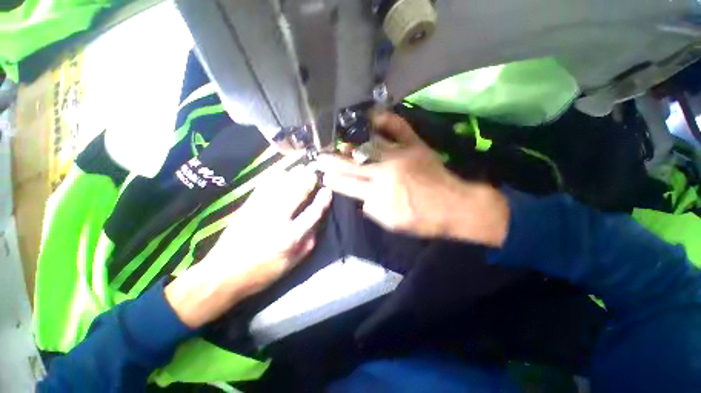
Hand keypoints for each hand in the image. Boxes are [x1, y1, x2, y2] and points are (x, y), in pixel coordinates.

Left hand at [165, 167, 331, 327]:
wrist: (223, 274)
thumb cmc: (262, 272)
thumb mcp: (291, 264)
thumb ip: (308, 243)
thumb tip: (317, 222)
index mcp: (291, 237)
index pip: (313, 212)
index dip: (322, 200)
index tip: (327, 190)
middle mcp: (278, 219)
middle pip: (297, 192)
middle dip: (309, 179)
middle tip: (315, 172)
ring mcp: (261, 210)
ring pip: (282, 185)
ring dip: (294, 174)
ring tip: (302, 169)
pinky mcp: (248, 206)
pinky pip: (264, 185)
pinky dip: (275, 176)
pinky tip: (282, 172)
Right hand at [319, 112, 508, 244]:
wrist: (454, 206)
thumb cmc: (423, 219)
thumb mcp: (393, 223)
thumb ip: (372, 210)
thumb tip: (361, 199)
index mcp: (379, 195)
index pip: (348, 185)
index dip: (333, 180)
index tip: (323, 174)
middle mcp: (384, 172)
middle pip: (352, 165)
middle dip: (333, 160)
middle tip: (319, 155)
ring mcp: (399, 155)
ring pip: (368, 146)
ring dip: (349, 143)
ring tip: (335, 140)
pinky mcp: (414, 146)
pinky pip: (398, 128)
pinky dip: (385, 119)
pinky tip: (372, 115)